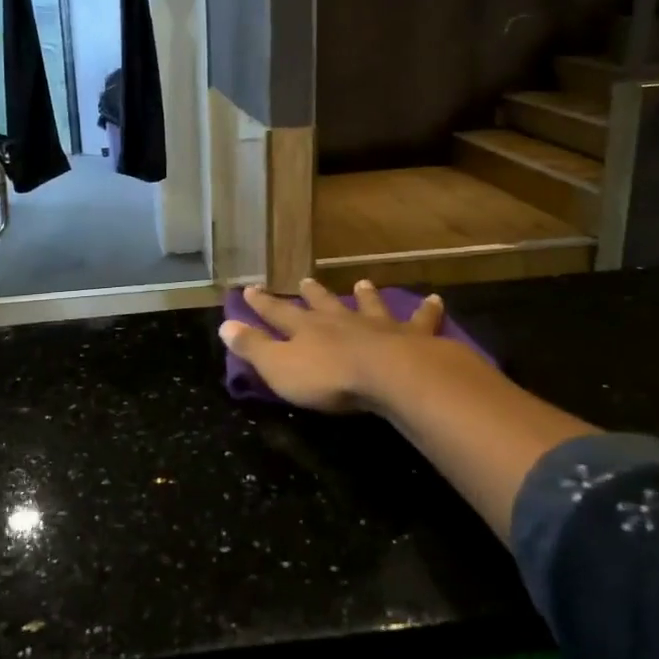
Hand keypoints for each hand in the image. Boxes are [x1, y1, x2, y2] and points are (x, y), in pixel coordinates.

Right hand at [219, 279, 450, 413]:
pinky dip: (426, 310)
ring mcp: (377, 327)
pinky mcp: (411, 338)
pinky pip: (420, 321)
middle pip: (322, 304)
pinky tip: (434, 300)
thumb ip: (253, 347)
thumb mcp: (279, 367)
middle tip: (305, 280)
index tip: (249, 288)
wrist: (390, 376)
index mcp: (306, 329)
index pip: (277, 313)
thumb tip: (224, 325)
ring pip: (368, 306)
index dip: (262, 303)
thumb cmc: (329, 378)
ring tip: (362, 283)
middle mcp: (339, 321)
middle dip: (311, 294)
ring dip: (364, 295)